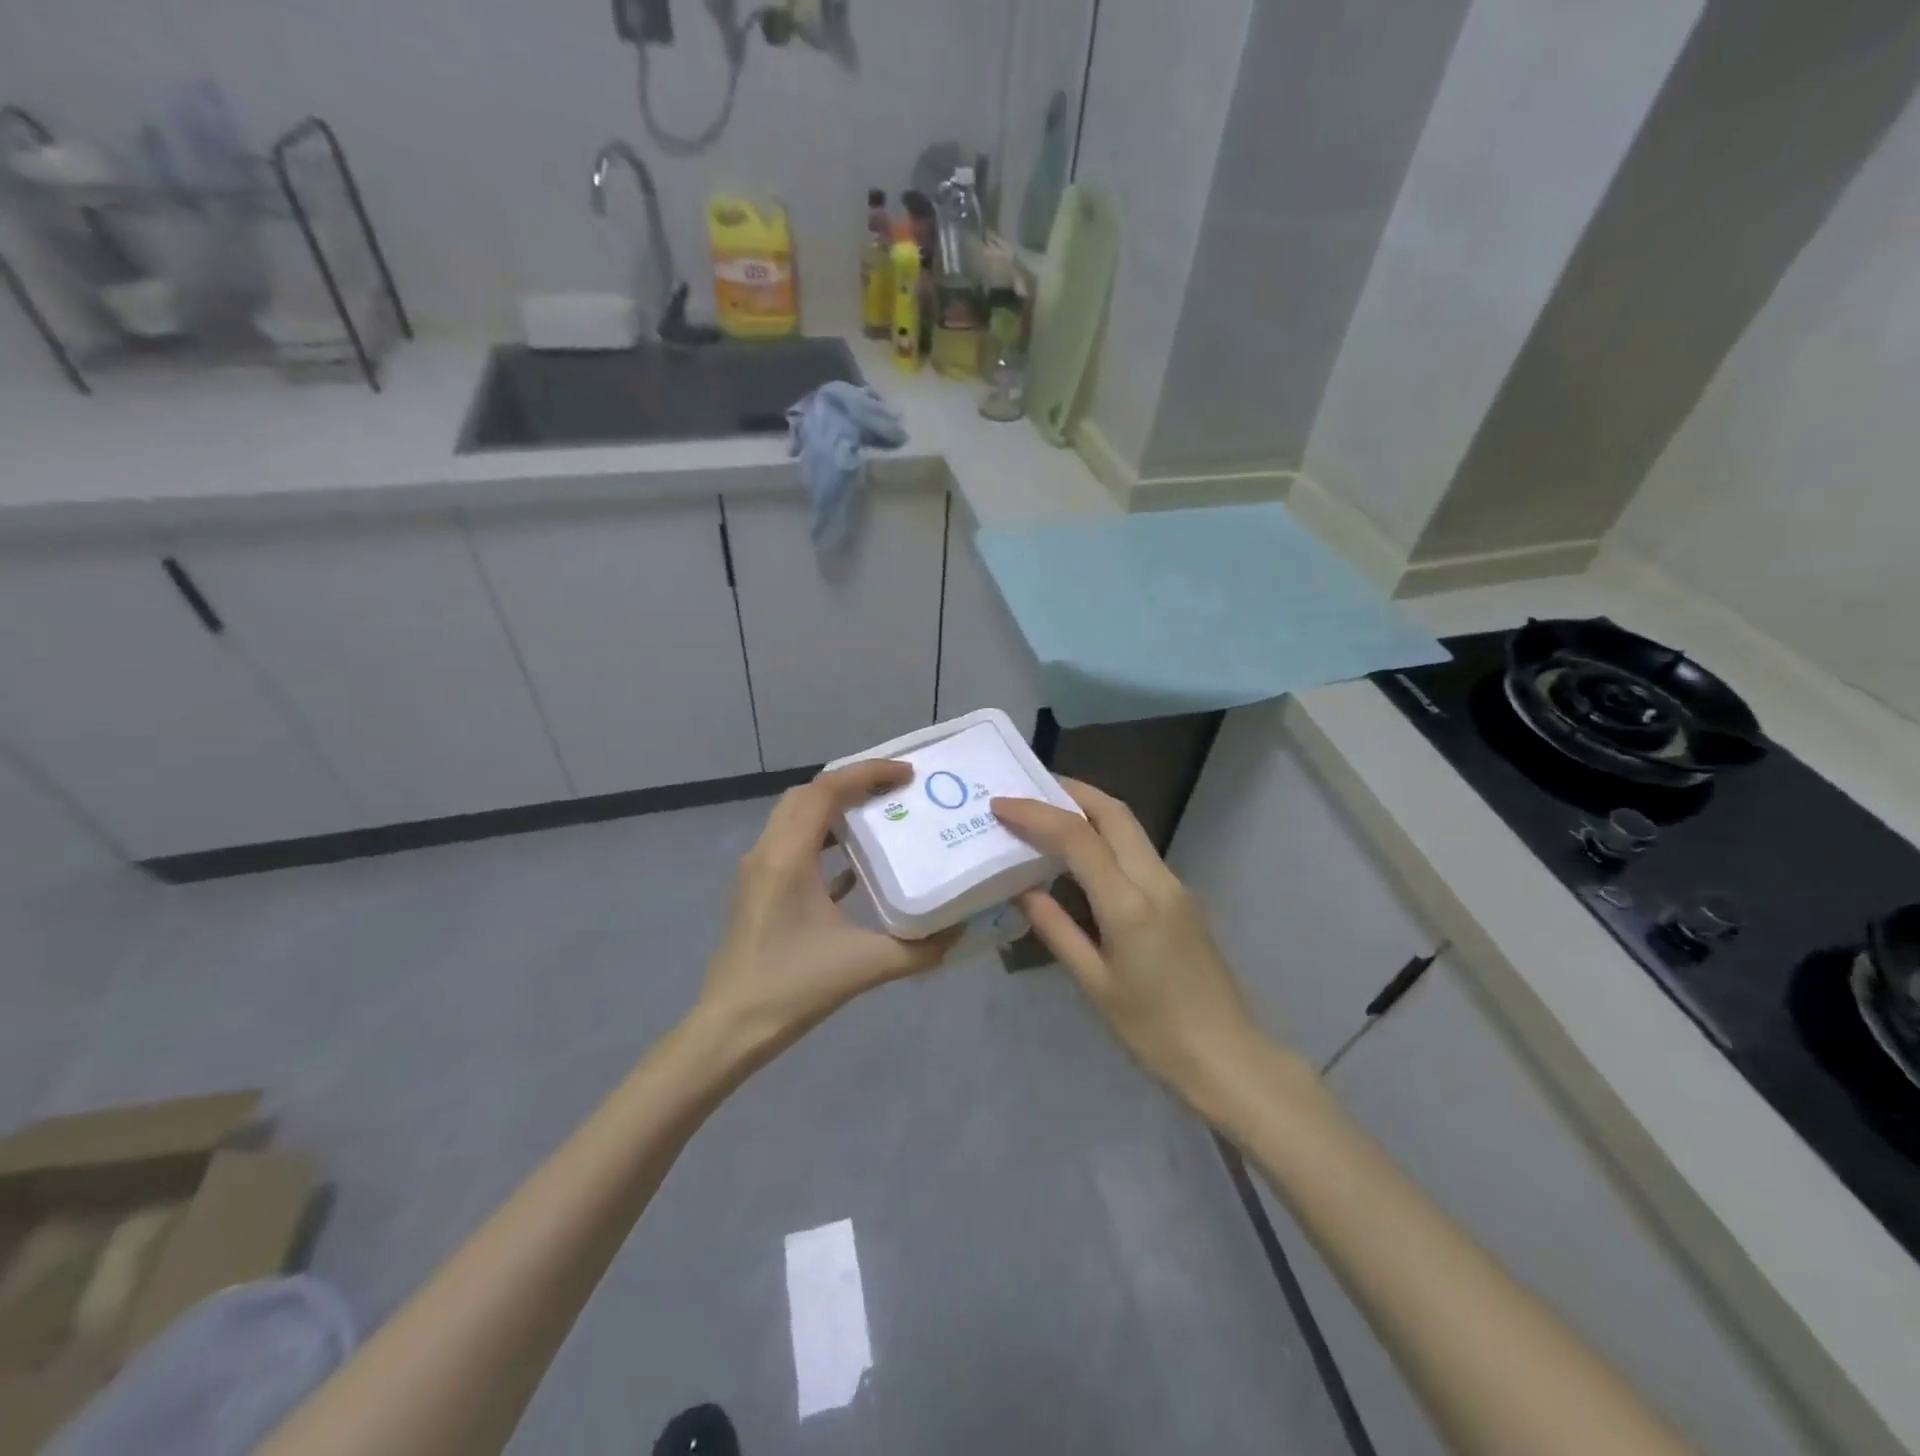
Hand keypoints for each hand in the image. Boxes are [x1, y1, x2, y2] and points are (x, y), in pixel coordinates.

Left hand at [696, 760, 960, 1062]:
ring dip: (834, 810)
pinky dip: (822, 841)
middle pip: (807, 795)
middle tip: (894, 790)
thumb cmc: (792, 989)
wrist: (729, 1029)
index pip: (826, 790)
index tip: (906, 774)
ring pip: (795, 818)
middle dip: (851, 784)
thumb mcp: (863, 966)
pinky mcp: (757, 891)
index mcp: (788, 857)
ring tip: (878, 816)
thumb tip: (958, 932)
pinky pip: (791, 847)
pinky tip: (853, 866)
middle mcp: (767, 852)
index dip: (867, 773)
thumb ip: (918, 950)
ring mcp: (757, 871)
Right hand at [993, 778, 1261, 1109]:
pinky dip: (1105, 837)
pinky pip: (1137, 851)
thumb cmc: (1154, 1031)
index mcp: (1129, 904)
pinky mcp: (1181, 898)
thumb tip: (1025, 890)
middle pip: (1113, 813)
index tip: (1000, 805)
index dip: (1036, 814)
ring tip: (1047, 815)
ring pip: (1129, 827)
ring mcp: (1175, 885)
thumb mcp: (1095, 984)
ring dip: (1089, 810)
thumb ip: (1057, 930)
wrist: (1228, 1057)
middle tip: (1028, 790)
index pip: (1078, 838)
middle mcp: (1156, 881)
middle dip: (1070, 791)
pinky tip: (1081, 855)